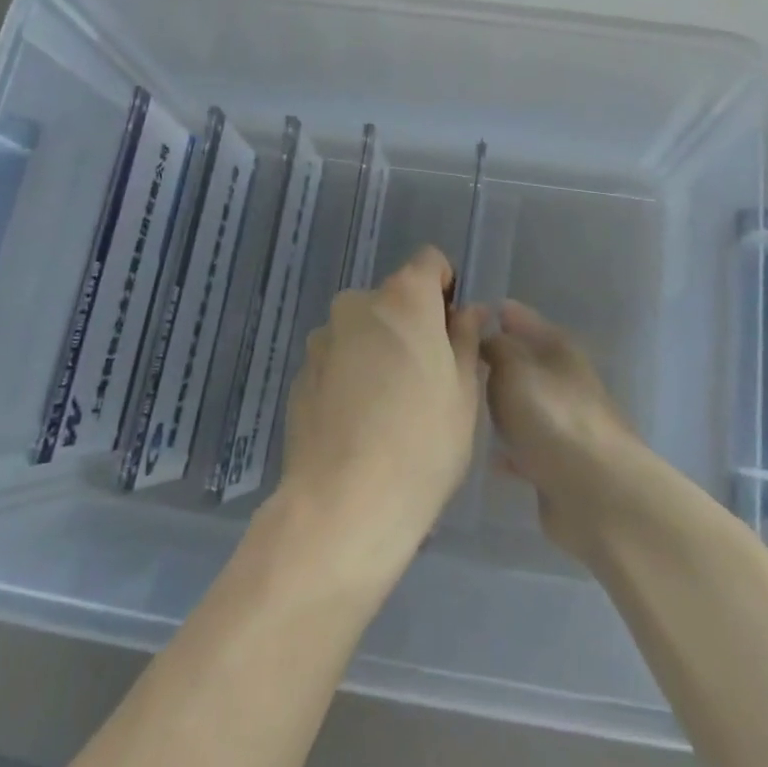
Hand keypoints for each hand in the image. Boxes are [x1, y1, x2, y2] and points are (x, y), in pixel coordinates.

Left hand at [278, 247, 485, 569]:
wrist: (343, 504)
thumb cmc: (422, 442)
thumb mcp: (464, 392)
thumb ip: (465, 339)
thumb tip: (468, 311)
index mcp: (403, 298)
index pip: (430, 262)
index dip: (445, 288)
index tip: (452, 329)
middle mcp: (357, 305)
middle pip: (393, 300)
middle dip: (411, 325)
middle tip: (427, 379)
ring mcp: (322, 340)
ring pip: (362, 332)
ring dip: (378, 351)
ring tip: (389, 409)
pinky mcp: (299, 375)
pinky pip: (337, 362)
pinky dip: (350, 378)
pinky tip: (359, 425)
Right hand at [482, 301, 646, 559]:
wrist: (595, 491)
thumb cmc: (550, 416)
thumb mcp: (512, 369)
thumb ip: (495, 348)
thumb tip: (487, 338)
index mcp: (560, 350)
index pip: (524, 319)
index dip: (500, 314)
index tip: (469, 313)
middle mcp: (567, 382)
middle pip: (528, 363)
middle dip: (499, 360)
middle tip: (462, 360)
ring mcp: (568, 425)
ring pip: (528, 405)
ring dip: (506, 405)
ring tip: (470, 405)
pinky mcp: (563, 465)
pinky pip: (529, 448)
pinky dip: (512, 448)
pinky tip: (490, 455)